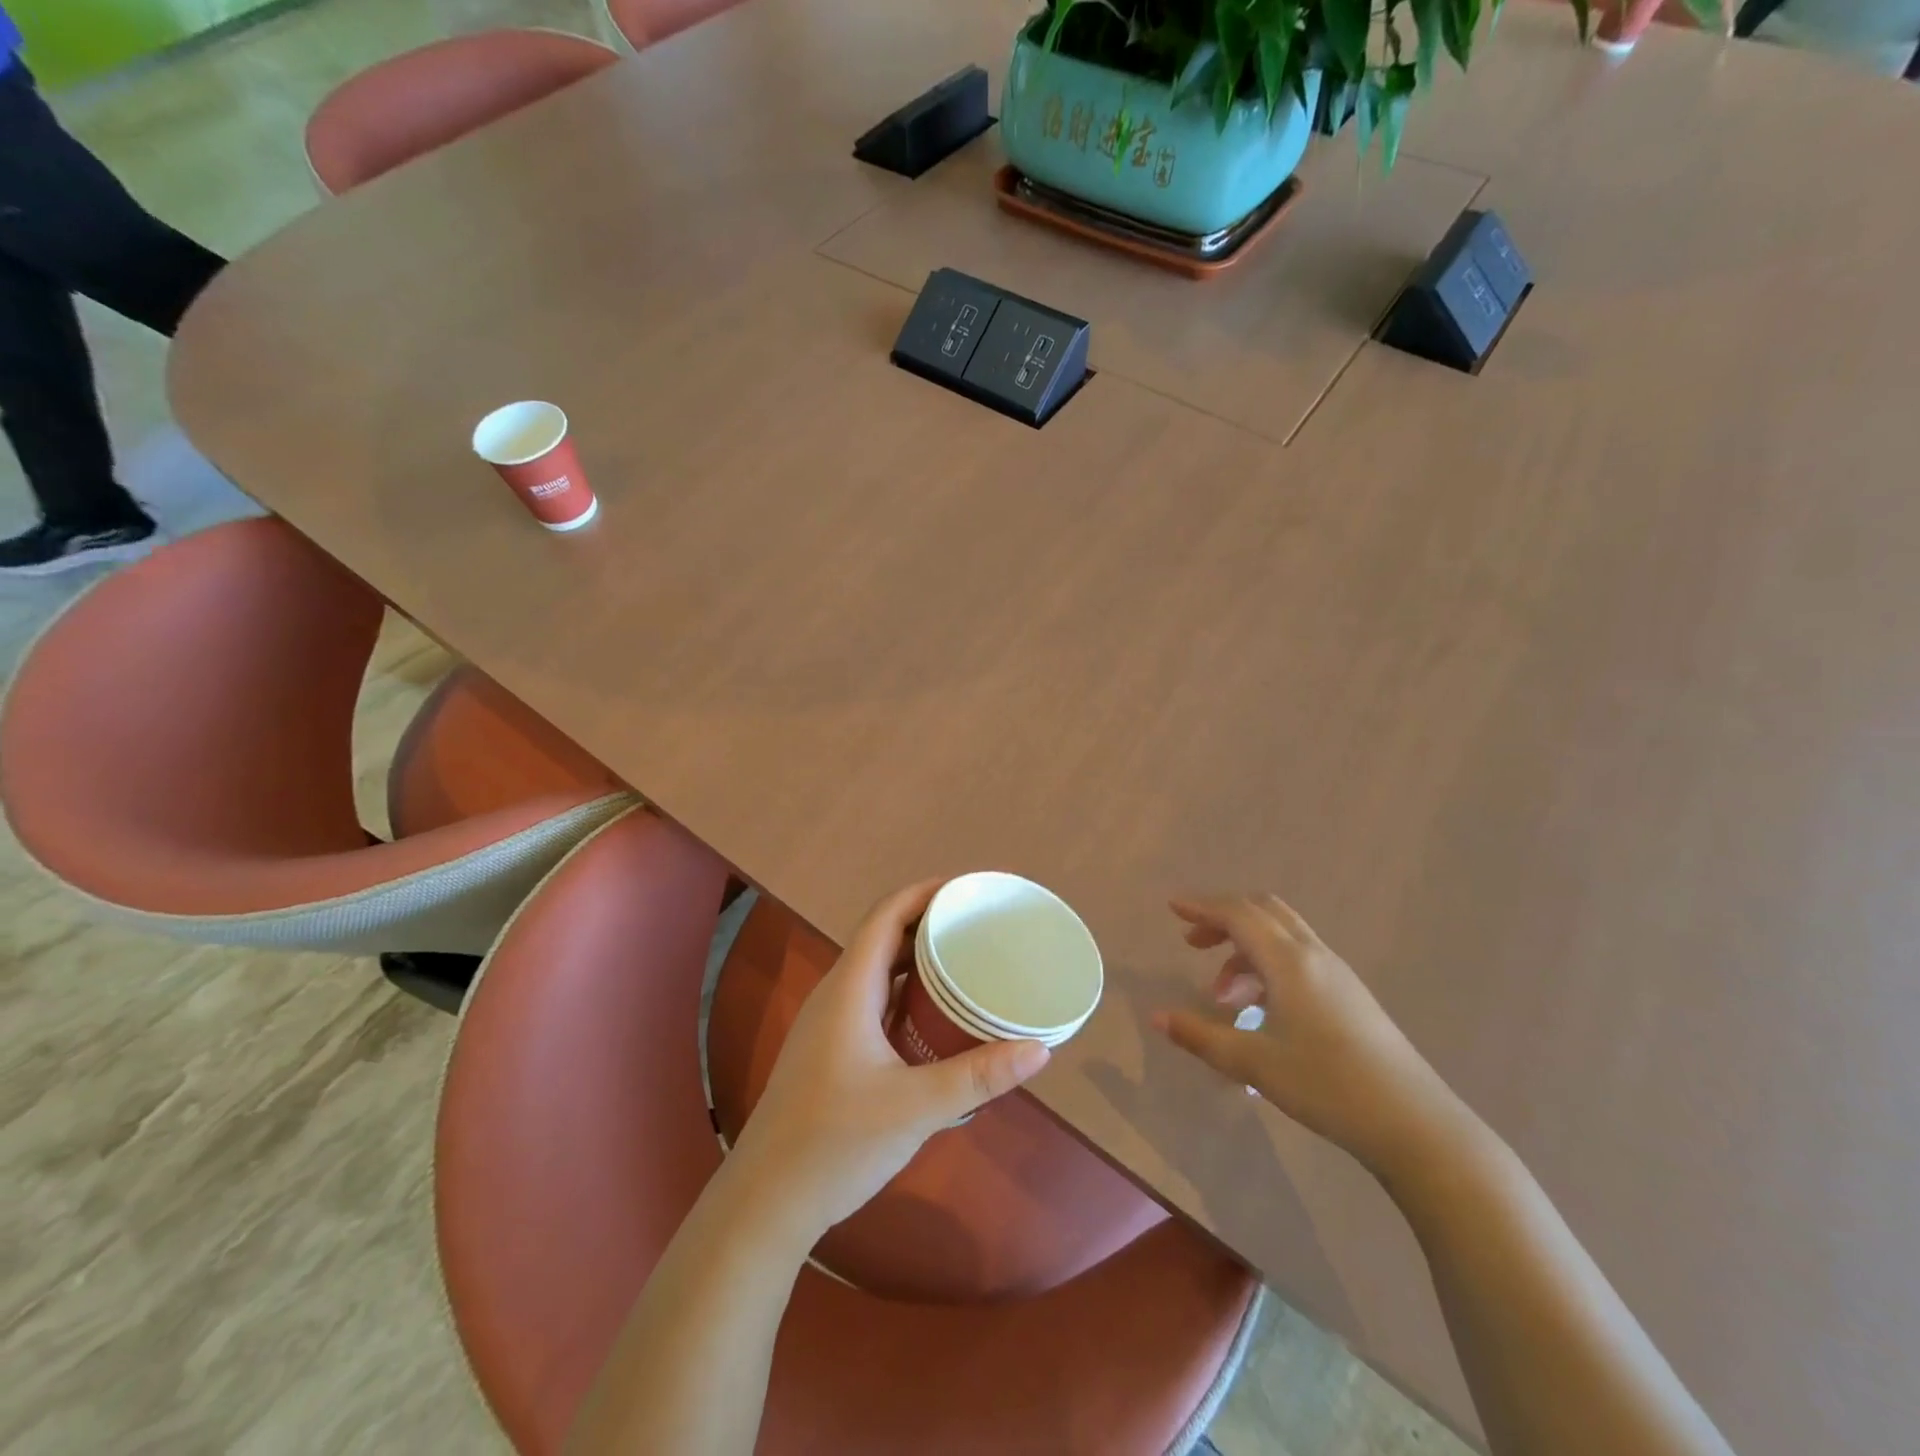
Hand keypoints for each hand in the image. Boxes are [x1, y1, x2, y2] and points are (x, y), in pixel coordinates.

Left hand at [726, 880, 1051, 1236]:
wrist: (766, 1201)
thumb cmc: (836, 1143)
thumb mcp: (916, 1108)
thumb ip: (978, 1076)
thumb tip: (1039, 1050)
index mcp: (849, 989)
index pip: (886, 915)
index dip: (925, 892)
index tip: (969, 889)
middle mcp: (836, 994)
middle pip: (884, 936)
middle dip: (929, 921)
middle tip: (979, 923)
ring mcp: (830, 1023)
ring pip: (878, 970)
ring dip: (918, 958)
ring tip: (966, 958)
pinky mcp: (832, 1049)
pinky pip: (875, 999)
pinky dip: (907, 992)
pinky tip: (936, 1015)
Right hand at [1153, 894, 1452, 1171]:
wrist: (1415, 1125)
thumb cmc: (1327, 1086)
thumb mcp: (1253, 1063)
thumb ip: (1201, 1036)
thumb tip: (1158, 1017)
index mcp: (1289, 961)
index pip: (1238, 914)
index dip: (1203, 907)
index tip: (1173, 908)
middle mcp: (1314, 955)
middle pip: (1264, 911)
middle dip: (1224, 919)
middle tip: (1194, 943)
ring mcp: (1337, 974)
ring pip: (1283, 936)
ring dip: (1246, 948)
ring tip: (1222, 995)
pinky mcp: (1350, 995)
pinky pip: (1299, 958)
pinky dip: (1269, 966)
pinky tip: (1260, 1010)